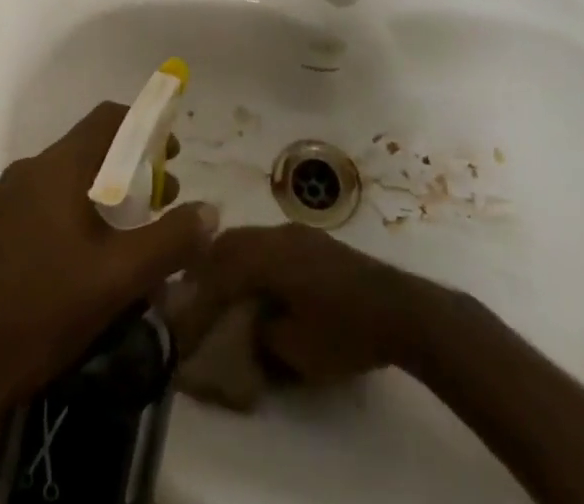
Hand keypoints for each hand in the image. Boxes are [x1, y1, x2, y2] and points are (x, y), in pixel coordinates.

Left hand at [0, 102, 217, 412]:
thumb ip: (170, 241)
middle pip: (89, 149)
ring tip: (129, 236)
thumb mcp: (118, 279)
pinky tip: (86, 260)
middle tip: (159, 203)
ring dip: (104, 194)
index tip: (171, 155)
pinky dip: (76, 213)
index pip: (108, 118)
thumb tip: (211, 211)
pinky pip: (46, 203)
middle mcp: (29, 170)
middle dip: (130, 167)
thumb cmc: (43, 312)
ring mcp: (6, 200)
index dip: (145, 126)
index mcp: (57, 167)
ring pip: (67, 179)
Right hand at [165, 225, 441, 385]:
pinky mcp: (313, 241)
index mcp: (269, 256)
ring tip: (220, 287)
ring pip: (250, 237)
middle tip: (193, 292)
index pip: (220, 268)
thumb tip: (245, 323)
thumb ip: (261, 332)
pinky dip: (252, 256)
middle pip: (230, 241)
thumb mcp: (296, 349)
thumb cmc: (345, 331)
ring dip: (230, 258)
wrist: (399, 309)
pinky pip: (268, 241)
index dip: (199, 292)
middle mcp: (278, 234)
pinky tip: (256, 280)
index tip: (183, 311)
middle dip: (208, 264)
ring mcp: (297, 233)